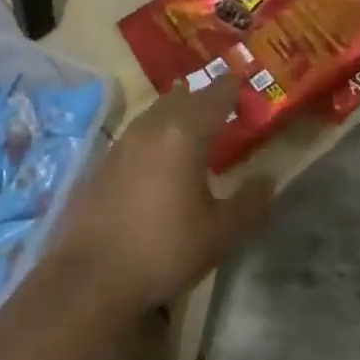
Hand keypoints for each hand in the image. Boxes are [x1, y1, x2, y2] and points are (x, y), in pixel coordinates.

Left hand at [50, 77, 273, 317]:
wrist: (92, 275)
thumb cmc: (163, 250)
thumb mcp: (219, 234)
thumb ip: (248, 204)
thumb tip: (267, 179)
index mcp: (183, 134)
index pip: (213, 97)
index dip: (230, 88)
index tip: (242, 84)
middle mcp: (151, 127)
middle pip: (181, 98)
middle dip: (202, 97)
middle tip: (220, 104)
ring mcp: (122, 142)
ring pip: (155, 112)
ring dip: (175, 112)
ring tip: (191, 125)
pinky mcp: (103, 162)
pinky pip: (137, 133)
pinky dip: (155, 133)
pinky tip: (158, 155)